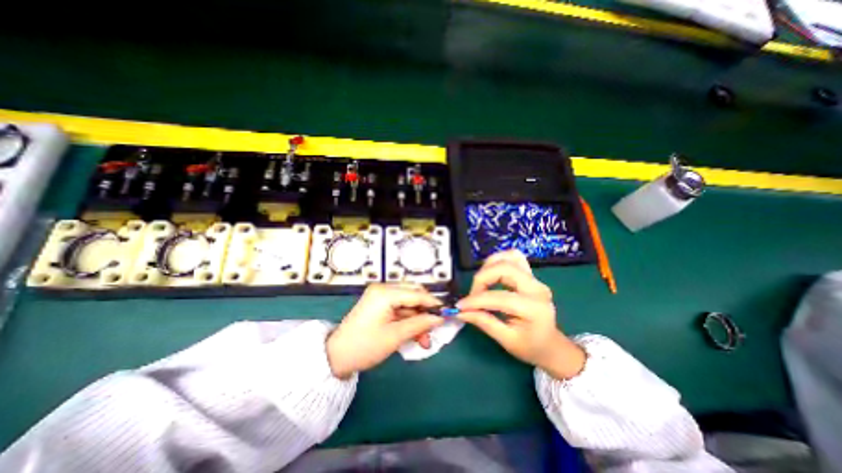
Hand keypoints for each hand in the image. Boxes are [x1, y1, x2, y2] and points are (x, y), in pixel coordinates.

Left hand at [326, 283, 446, 378]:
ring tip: (424, 340)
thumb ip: (419, 324)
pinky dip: (408, 321)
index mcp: (385, 293)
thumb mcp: (395, 336)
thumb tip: (439, 318)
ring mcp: (380, 297)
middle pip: (413, 295)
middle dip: (425, 312)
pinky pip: (400, 309)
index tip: (447, 313)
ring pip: (408, 304)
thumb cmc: (365, 346)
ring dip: (417, 319)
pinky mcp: (379, 305)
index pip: (416, 293)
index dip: (433, 303)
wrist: (336, 357)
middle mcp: (383, 289)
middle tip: (433, 328)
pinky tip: (414, 335)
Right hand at [454, 249, 587, 378]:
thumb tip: (461, 311)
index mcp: (533, 308)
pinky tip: (491, 274)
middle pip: (504, 268)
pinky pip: (513, 257)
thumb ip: (484, 322)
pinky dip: (498, 261)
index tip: (460, 306)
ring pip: (509, 257)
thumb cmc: (530, 346)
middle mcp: (536, 288)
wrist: (550, 344)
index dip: (476, 300)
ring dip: (489, 266)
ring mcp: (534, 278)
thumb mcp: (506, 340)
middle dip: (482, 278)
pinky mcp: (530, 274)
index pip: (499, 297)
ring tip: (481, 284)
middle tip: (473, 294)